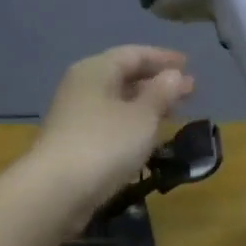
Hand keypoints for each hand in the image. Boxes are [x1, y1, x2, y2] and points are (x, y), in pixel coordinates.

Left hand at [26, 46, 195, 218]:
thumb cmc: (105, 144)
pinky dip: (132, 124)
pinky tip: (148, 136)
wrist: (57, 191)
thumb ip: (161, 93)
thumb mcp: (142, 116)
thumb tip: (174, 74)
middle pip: (124, 76)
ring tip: (174, 112)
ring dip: (146, 104)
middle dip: (157, 82)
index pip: (134, 54)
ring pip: (117, 102)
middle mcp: (82, 87)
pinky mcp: (74, 143)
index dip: (163, 58)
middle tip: (189, 91)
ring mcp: (75, 116)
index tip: (188, 65)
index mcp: (96, 70)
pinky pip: (110, 123)